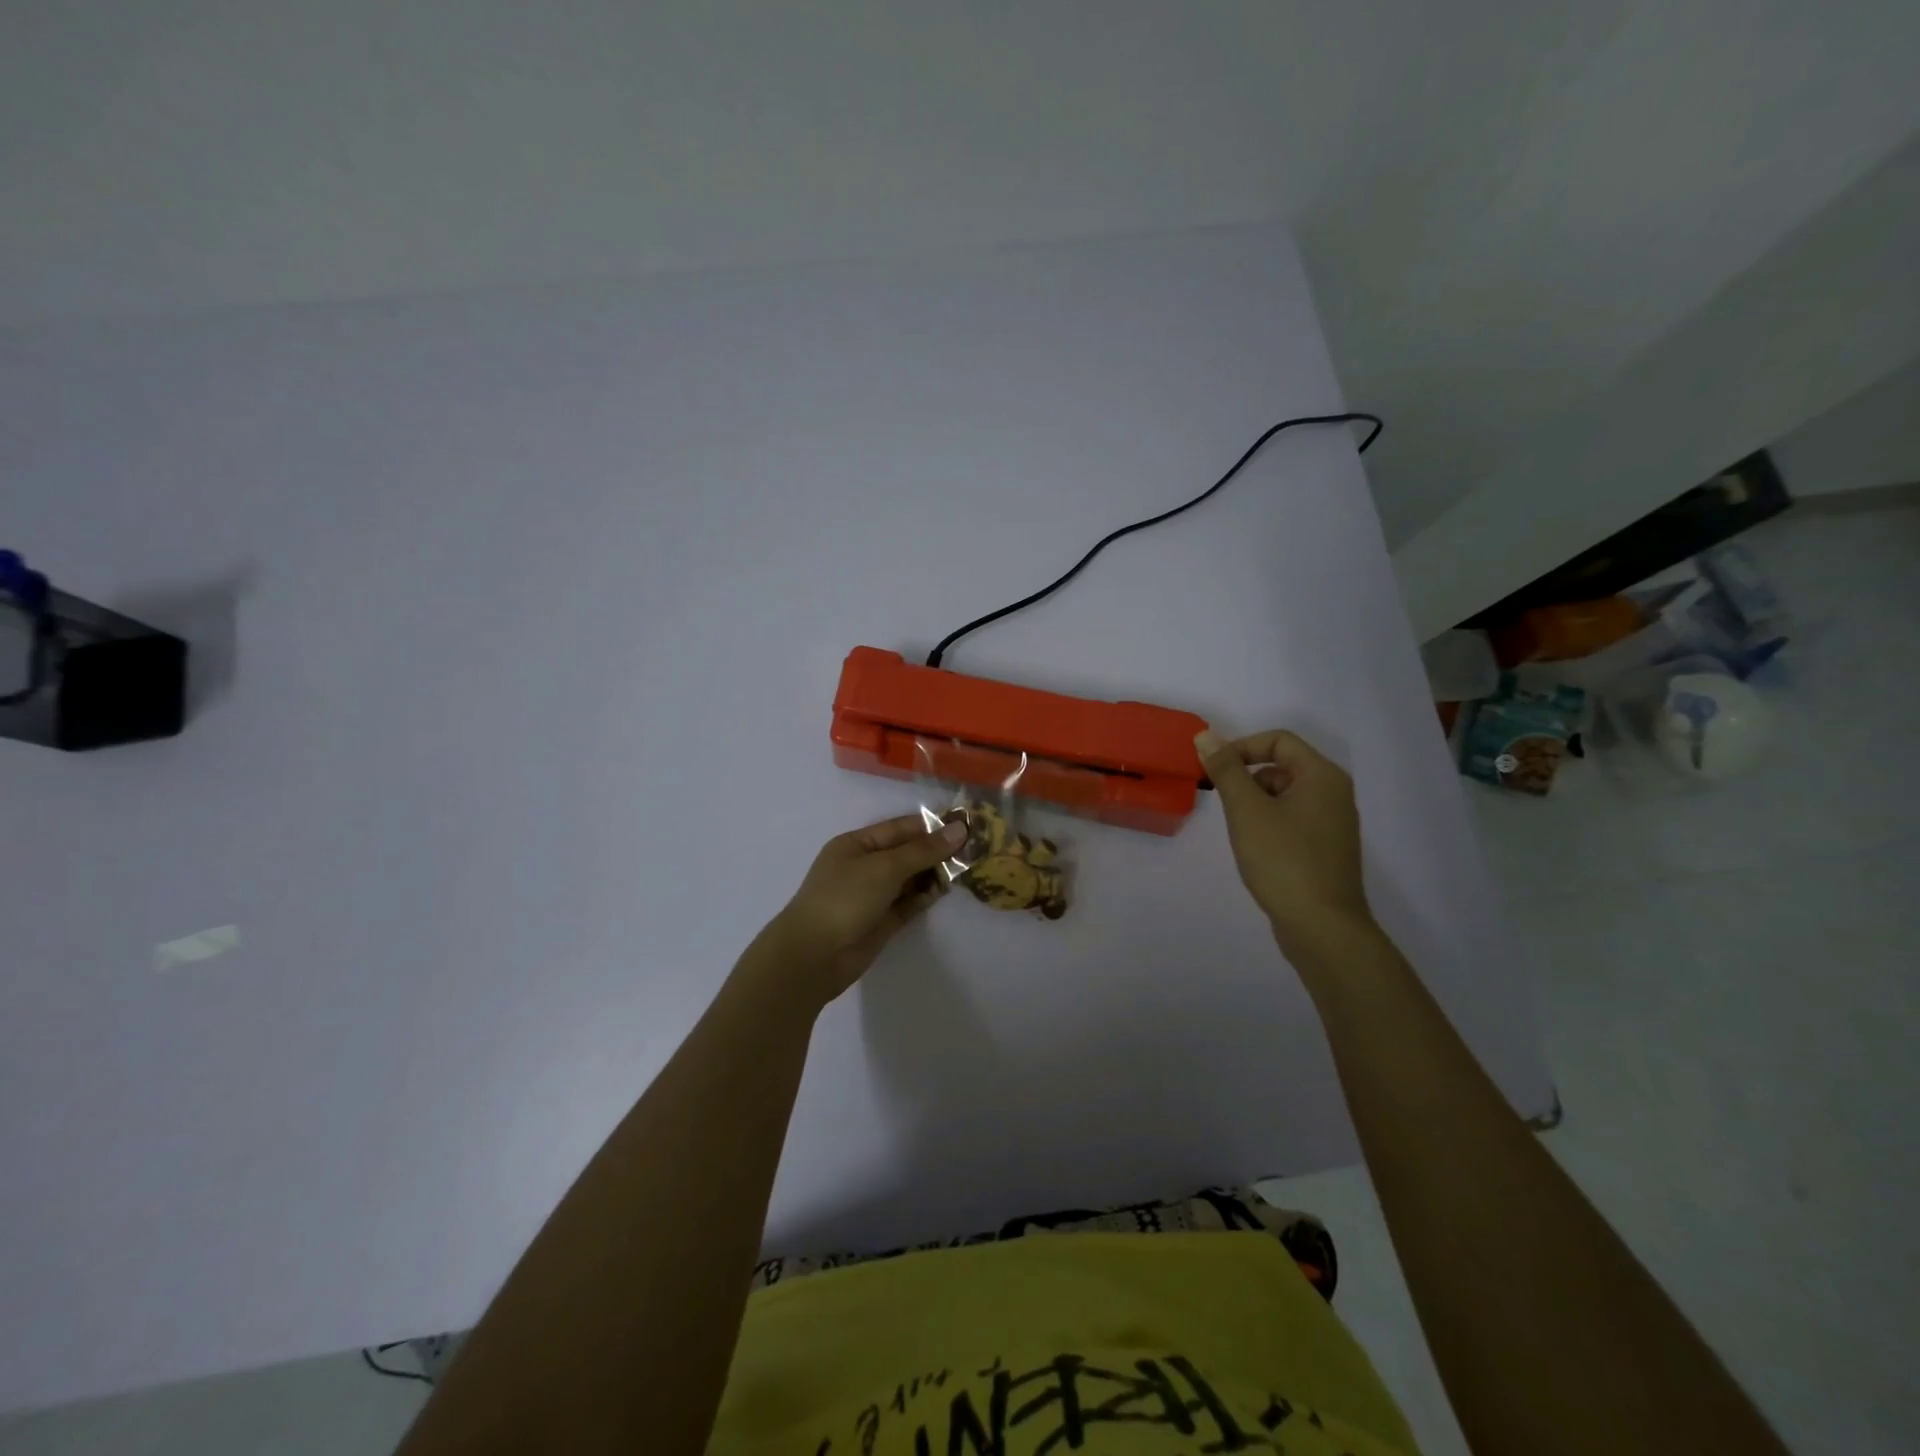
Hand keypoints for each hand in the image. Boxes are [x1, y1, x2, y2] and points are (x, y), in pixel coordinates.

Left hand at [747, 814, 967, 1012]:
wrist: (814, 956)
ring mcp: (873, 894)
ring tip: (966, 868)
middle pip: (907, 852)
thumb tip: (959, 830)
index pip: (901, 828)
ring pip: (910, 878)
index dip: (932, 826)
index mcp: (857, 844)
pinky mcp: (881, 920)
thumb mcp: (885, 867)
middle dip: (937, 850)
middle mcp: (865, 866)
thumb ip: (923, 850)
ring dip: (934, 873)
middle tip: (974, 848)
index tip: (966, 824)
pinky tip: (945, 890)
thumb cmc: (844, 898)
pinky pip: (908, 902)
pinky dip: (925, 896)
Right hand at [1195, 728, 1373, 950]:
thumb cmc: (1283, 860)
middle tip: (1224, 805)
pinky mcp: (1327, 849)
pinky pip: (1293, 820)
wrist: (1322, 926)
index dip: (1242, 748)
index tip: (1214, 771)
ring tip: (1239, 831)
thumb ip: (1226, 770)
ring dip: (1256, 803)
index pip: (1278, 741)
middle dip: (1247, 779)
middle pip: (1282, 766)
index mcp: (1322, 776)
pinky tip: (1256, 850)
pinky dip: (1269, 824)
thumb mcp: (1246, 810)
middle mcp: (1334, 793)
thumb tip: (1206, 736)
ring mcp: (1333, 823)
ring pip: (1285, 795)